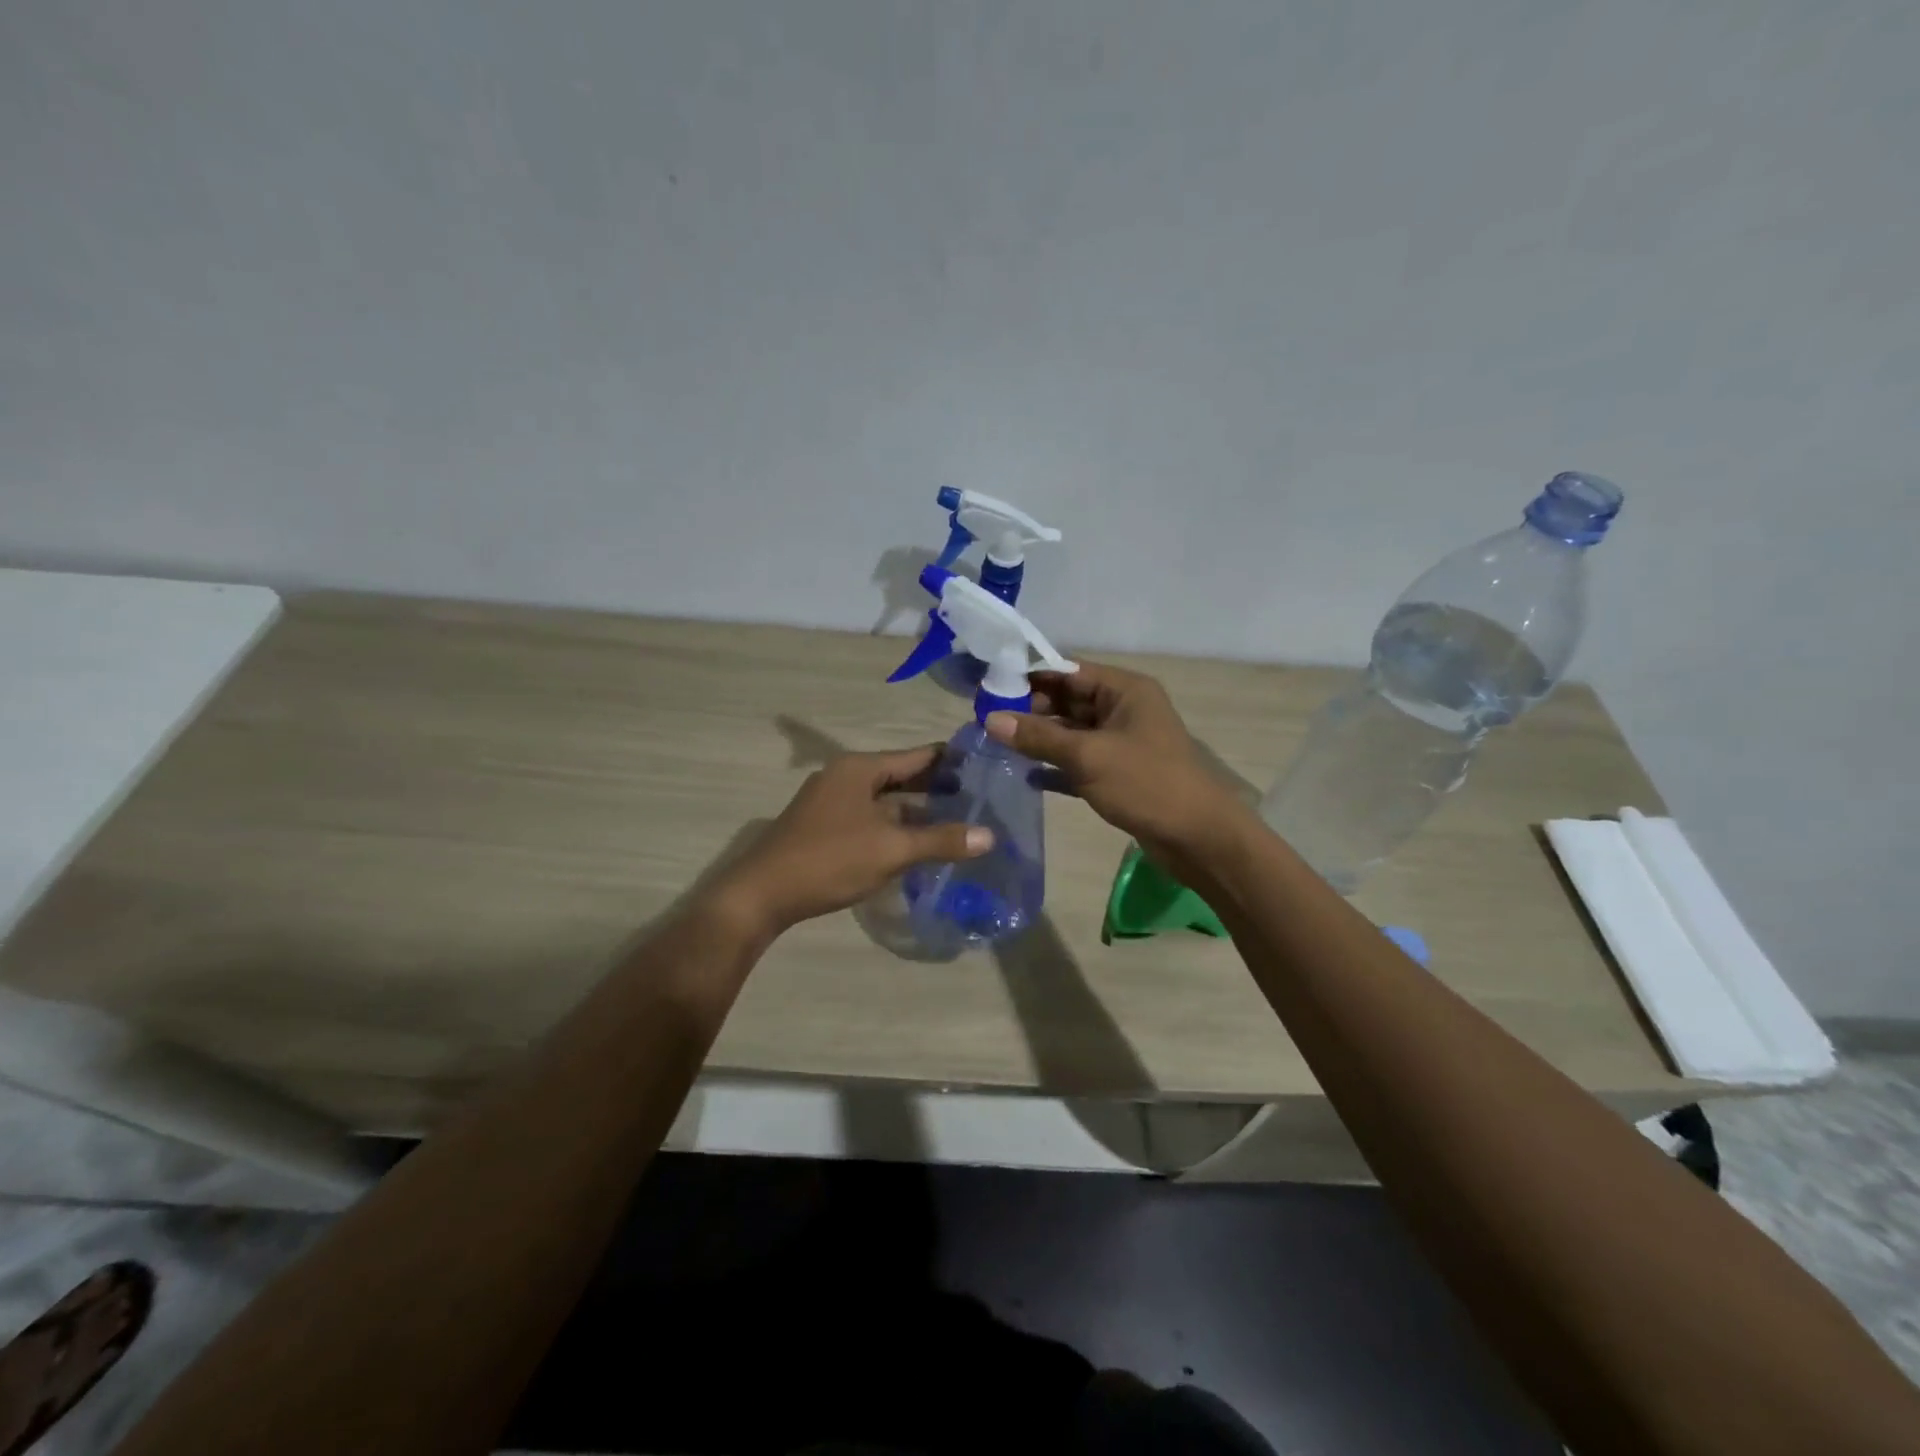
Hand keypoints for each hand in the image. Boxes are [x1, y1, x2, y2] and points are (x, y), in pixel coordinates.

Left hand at [711, 745, 992, 935]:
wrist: (761, 895)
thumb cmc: (829, 860)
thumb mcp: (891, 849)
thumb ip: (941, 840)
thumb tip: (990, 836)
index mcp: (860, 768)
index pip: (917, 755)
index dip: (952, 760)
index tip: (987, 765)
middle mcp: (845, 776)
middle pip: (901, 775)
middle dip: (937, 787)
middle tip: (980, 798)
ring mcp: (832, 802)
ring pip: (886, 800)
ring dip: (917, 810)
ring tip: (958, 820)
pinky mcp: (824, 826)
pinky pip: (871, 817)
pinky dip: (896, 826)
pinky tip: (918, 843)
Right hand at [984, 662, 1248, 865]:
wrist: (1198, 838)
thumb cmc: (1147, 784)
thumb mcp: (1088, 756)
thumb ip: (1039, 737)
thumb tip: (989, 719)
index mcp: (1125, 690)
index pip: (1069, 670)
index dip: (1030, 676)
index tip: (990, 684)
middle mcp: (1123, 710)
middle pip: (1068, 700)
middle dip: (1030, 709)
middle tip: (986, 718)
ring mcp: (1121, 743)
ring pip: (1072, 732)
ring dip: (1039, 739)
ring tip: (996, 744)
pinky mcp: (1118, 774)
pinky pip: (1079, 762)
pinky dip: (1055, 767)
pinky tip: (1026, 776)